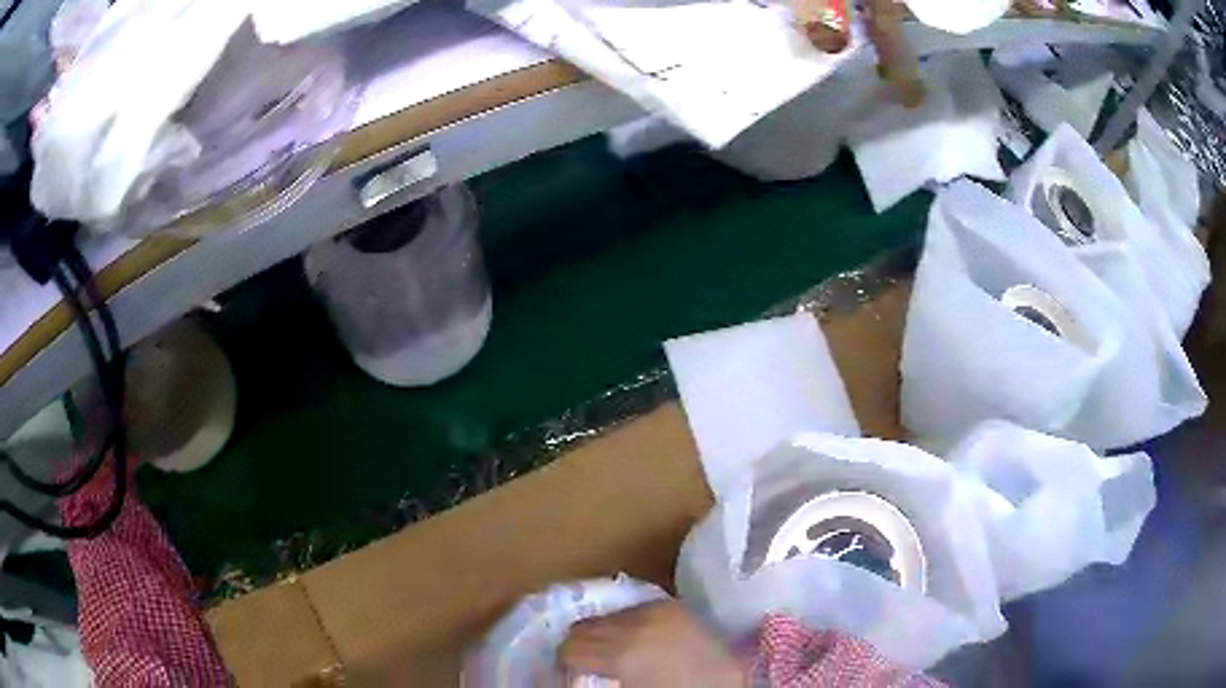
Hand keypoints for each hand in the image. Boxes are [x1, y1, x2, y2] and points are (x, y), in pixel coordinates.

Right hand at [559, 600, 745, 687]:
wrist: (726, 684)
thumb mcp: (626, 687)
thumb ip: (598, 674)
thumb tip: (572, 674)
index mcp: (622, 653)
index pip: (571, 648)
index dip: (565, 662)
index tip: (567, 671)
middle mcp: (635, 624)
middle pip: (586, 626)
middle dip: (580, 644)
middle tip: (583, 661)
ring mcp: (658, 610)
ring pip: (609, 615)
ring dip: (604, 631)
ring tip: (609, 650)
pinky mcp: (674, 606)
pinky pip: (636, 609)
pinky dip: (627, 623)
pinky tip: (634, 639)